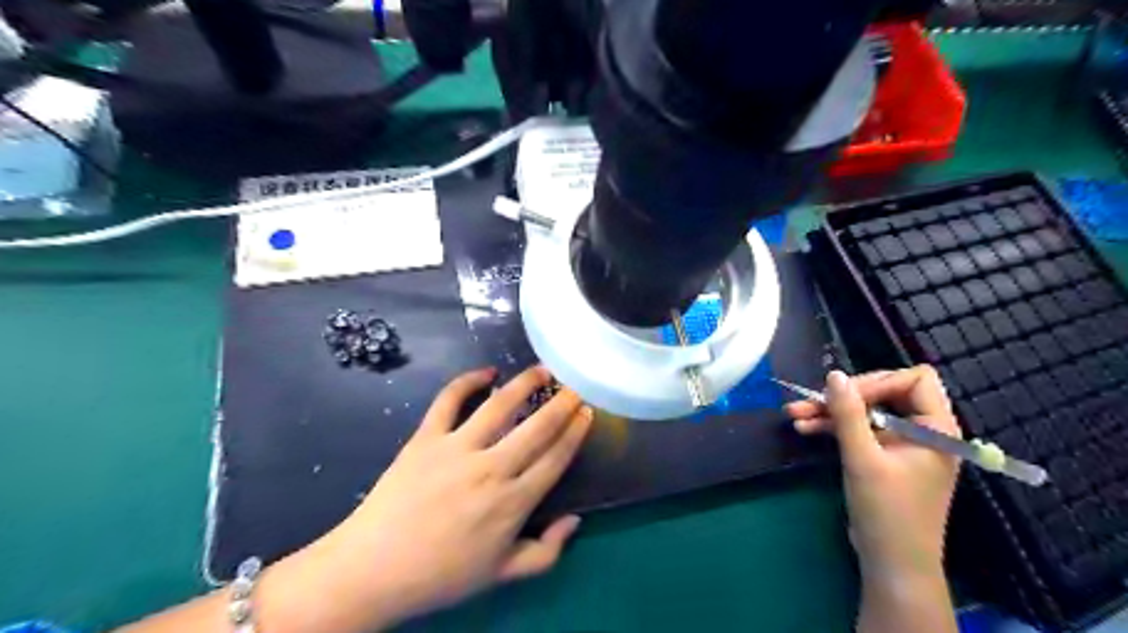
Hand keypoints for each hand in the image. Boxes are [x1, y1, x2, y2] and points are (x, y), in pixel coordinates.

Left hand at [264, 366, 592, 632]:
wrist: (373, 569)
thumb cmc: (442, 574)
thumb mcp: (502, 575)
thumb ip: (546, 551)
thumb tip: (574, 520)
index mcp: (513, 502)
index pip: (555, 458)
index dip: (575, 432)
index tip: (587, 412)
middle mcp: (491, 469)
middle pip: (537, 427)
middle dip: (562, 403)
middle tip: (575, 386)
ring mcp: (456, 449)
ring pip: (499, 406)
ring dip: (524, 383)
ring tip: (541, 370)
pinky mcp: (426, 437)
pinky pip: (449, 400)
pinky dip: (467, 381)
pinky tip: (486, 372)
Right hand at [787, 366, 958, 583]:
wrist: (890, 562)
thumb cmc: (887, 511)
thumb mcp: (863, 459)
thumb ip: (848, 414)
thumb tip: (834, 375)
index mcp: (935, 428)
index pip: (914, 380)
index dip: (877, 382)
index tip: (845, 396)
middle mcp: (923, 430)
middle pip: (885, 391)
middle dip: (846, 396)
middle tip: (812, 402)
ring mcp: (902, 443)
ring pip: (866, 410)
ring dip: (831, 411)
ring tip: (795, 413)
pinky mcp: (884, 455)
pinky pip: (859, 428)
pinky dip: (834, 426)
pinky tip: (804, 427)